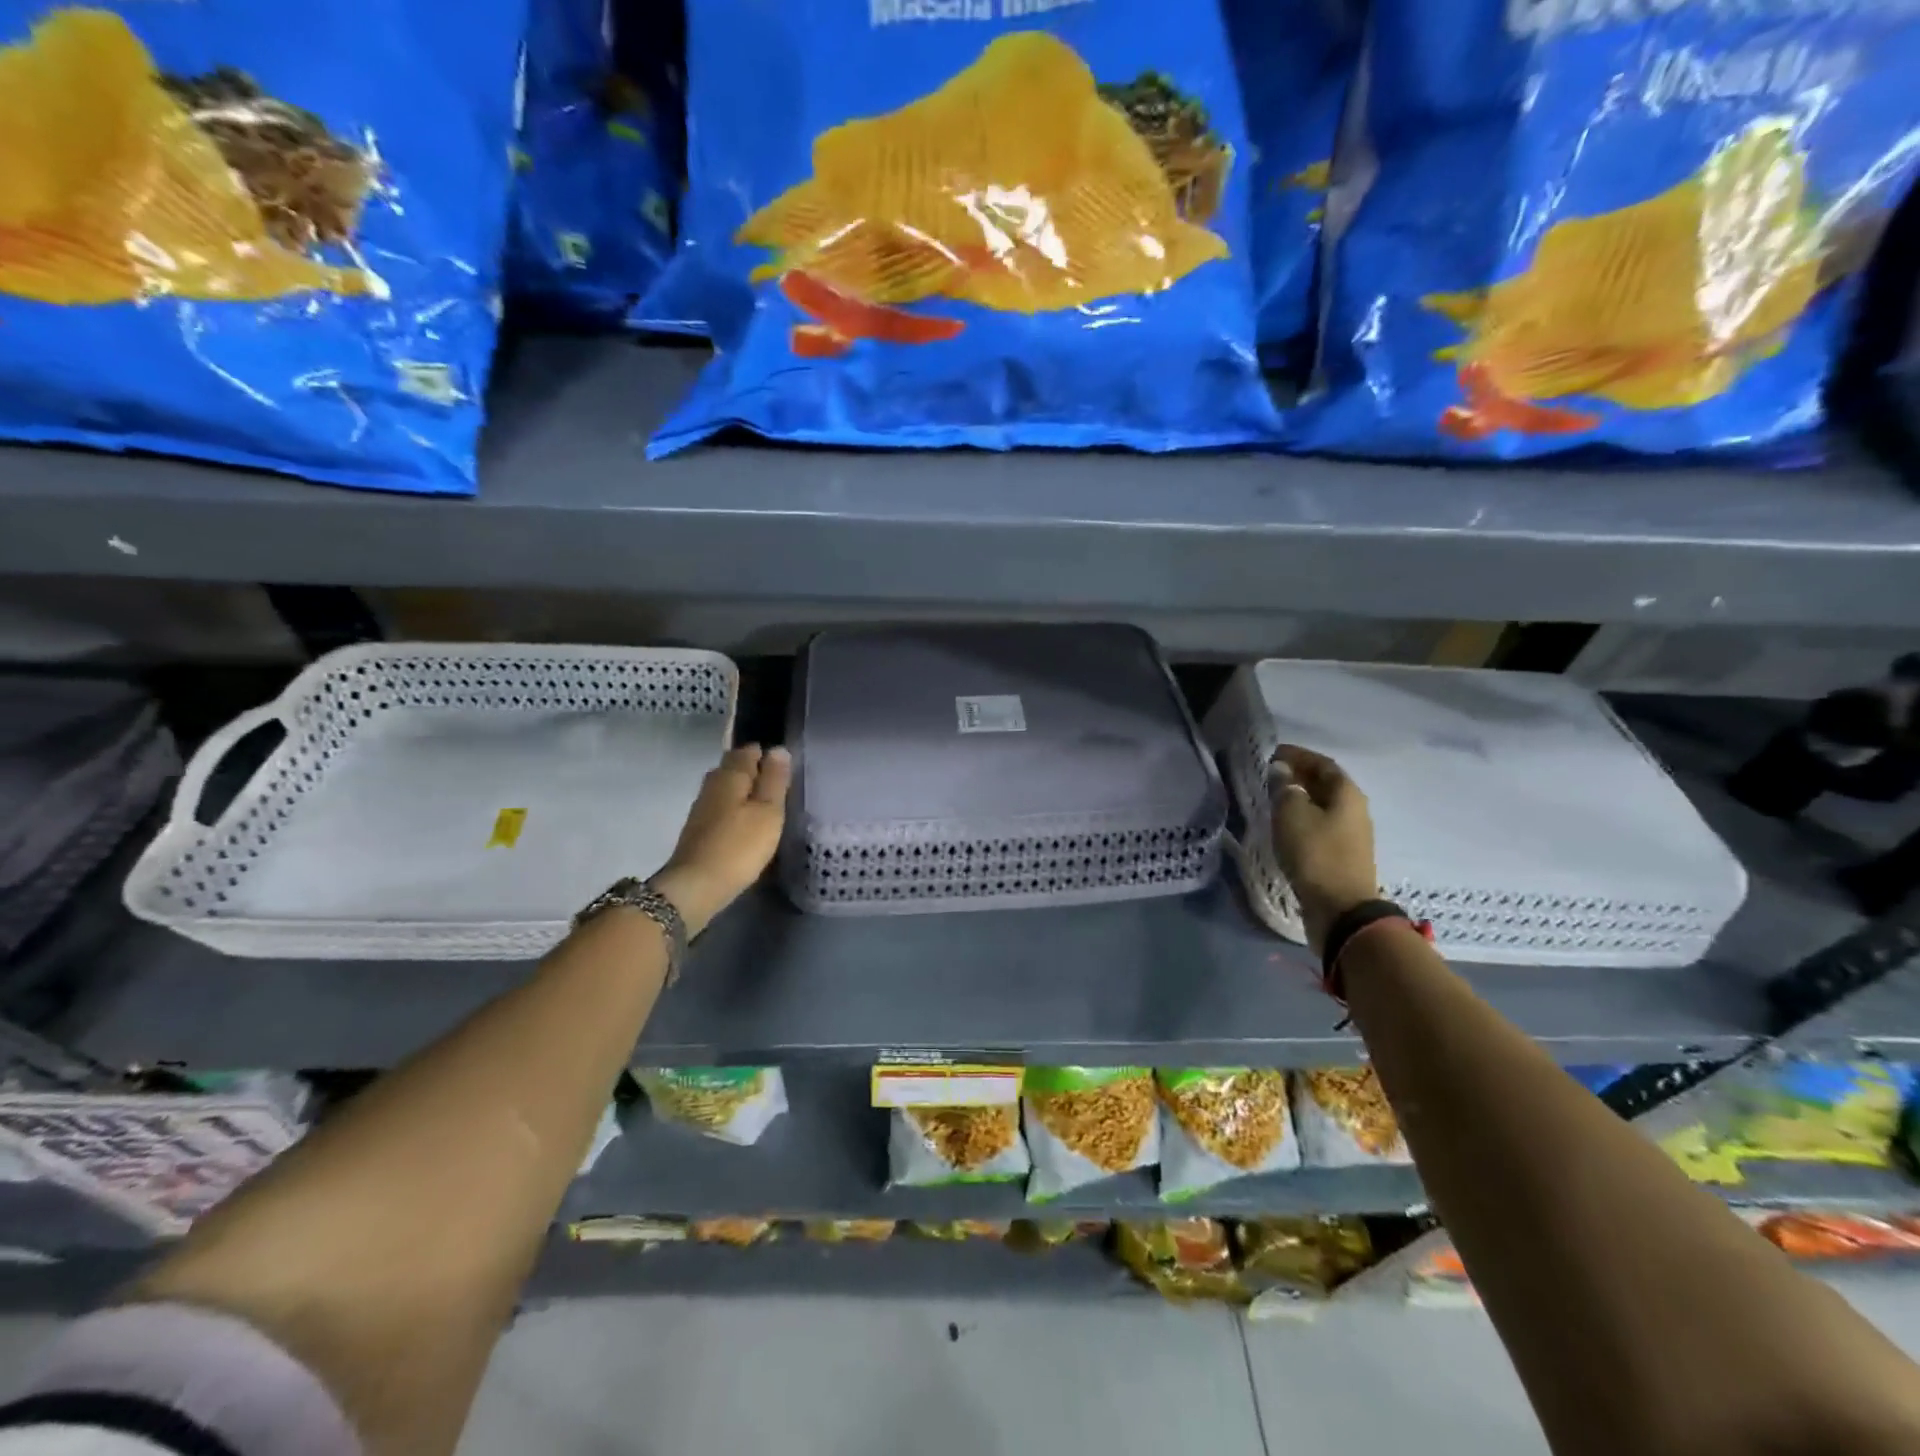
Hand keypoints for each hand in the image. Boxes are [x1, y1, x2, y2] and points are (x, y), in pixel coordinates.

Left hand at [652, 744, 791, 936]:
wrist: (696, 886)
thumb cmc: (739, 846)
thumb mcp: (768, 812)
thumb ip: (775, 780)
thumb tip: (778, 749)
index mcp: (730, 775)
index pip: (748, 751)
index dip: (765, 754)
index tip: (783, 765)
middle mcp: (712, 784)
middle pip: (733, 766)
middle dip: (753, 769)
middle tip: (777, 783)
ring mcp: (701, 807)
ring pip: (725, 787)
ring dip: (743, 790)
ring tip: (765, 803)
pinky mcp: (698, 828)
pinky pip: (721, 806)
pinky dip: (734, 807)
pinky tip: (745, 821)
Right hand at [1268, 745, 1378, 956]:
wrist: (1340, 909)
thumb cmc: (1315, 854)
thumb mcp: (1291, 814)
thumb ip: (1285, 788)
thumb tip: (1281, 771)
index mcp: (1347, 793)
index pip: (1322, 763)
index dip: (1297, 755)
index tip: (1272, 754)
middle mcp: (1355, 809)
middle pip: (1326, 783)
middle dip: (1299, 775)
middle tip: (1271, 774)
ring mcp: (1352, 834)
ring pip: (1324, 805)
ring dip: (1301, 797)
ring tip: (1274, 798)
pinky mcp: (1343, 854)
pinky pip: (1322, 824)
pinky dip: (1304, 817)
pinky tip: (1286, 824)